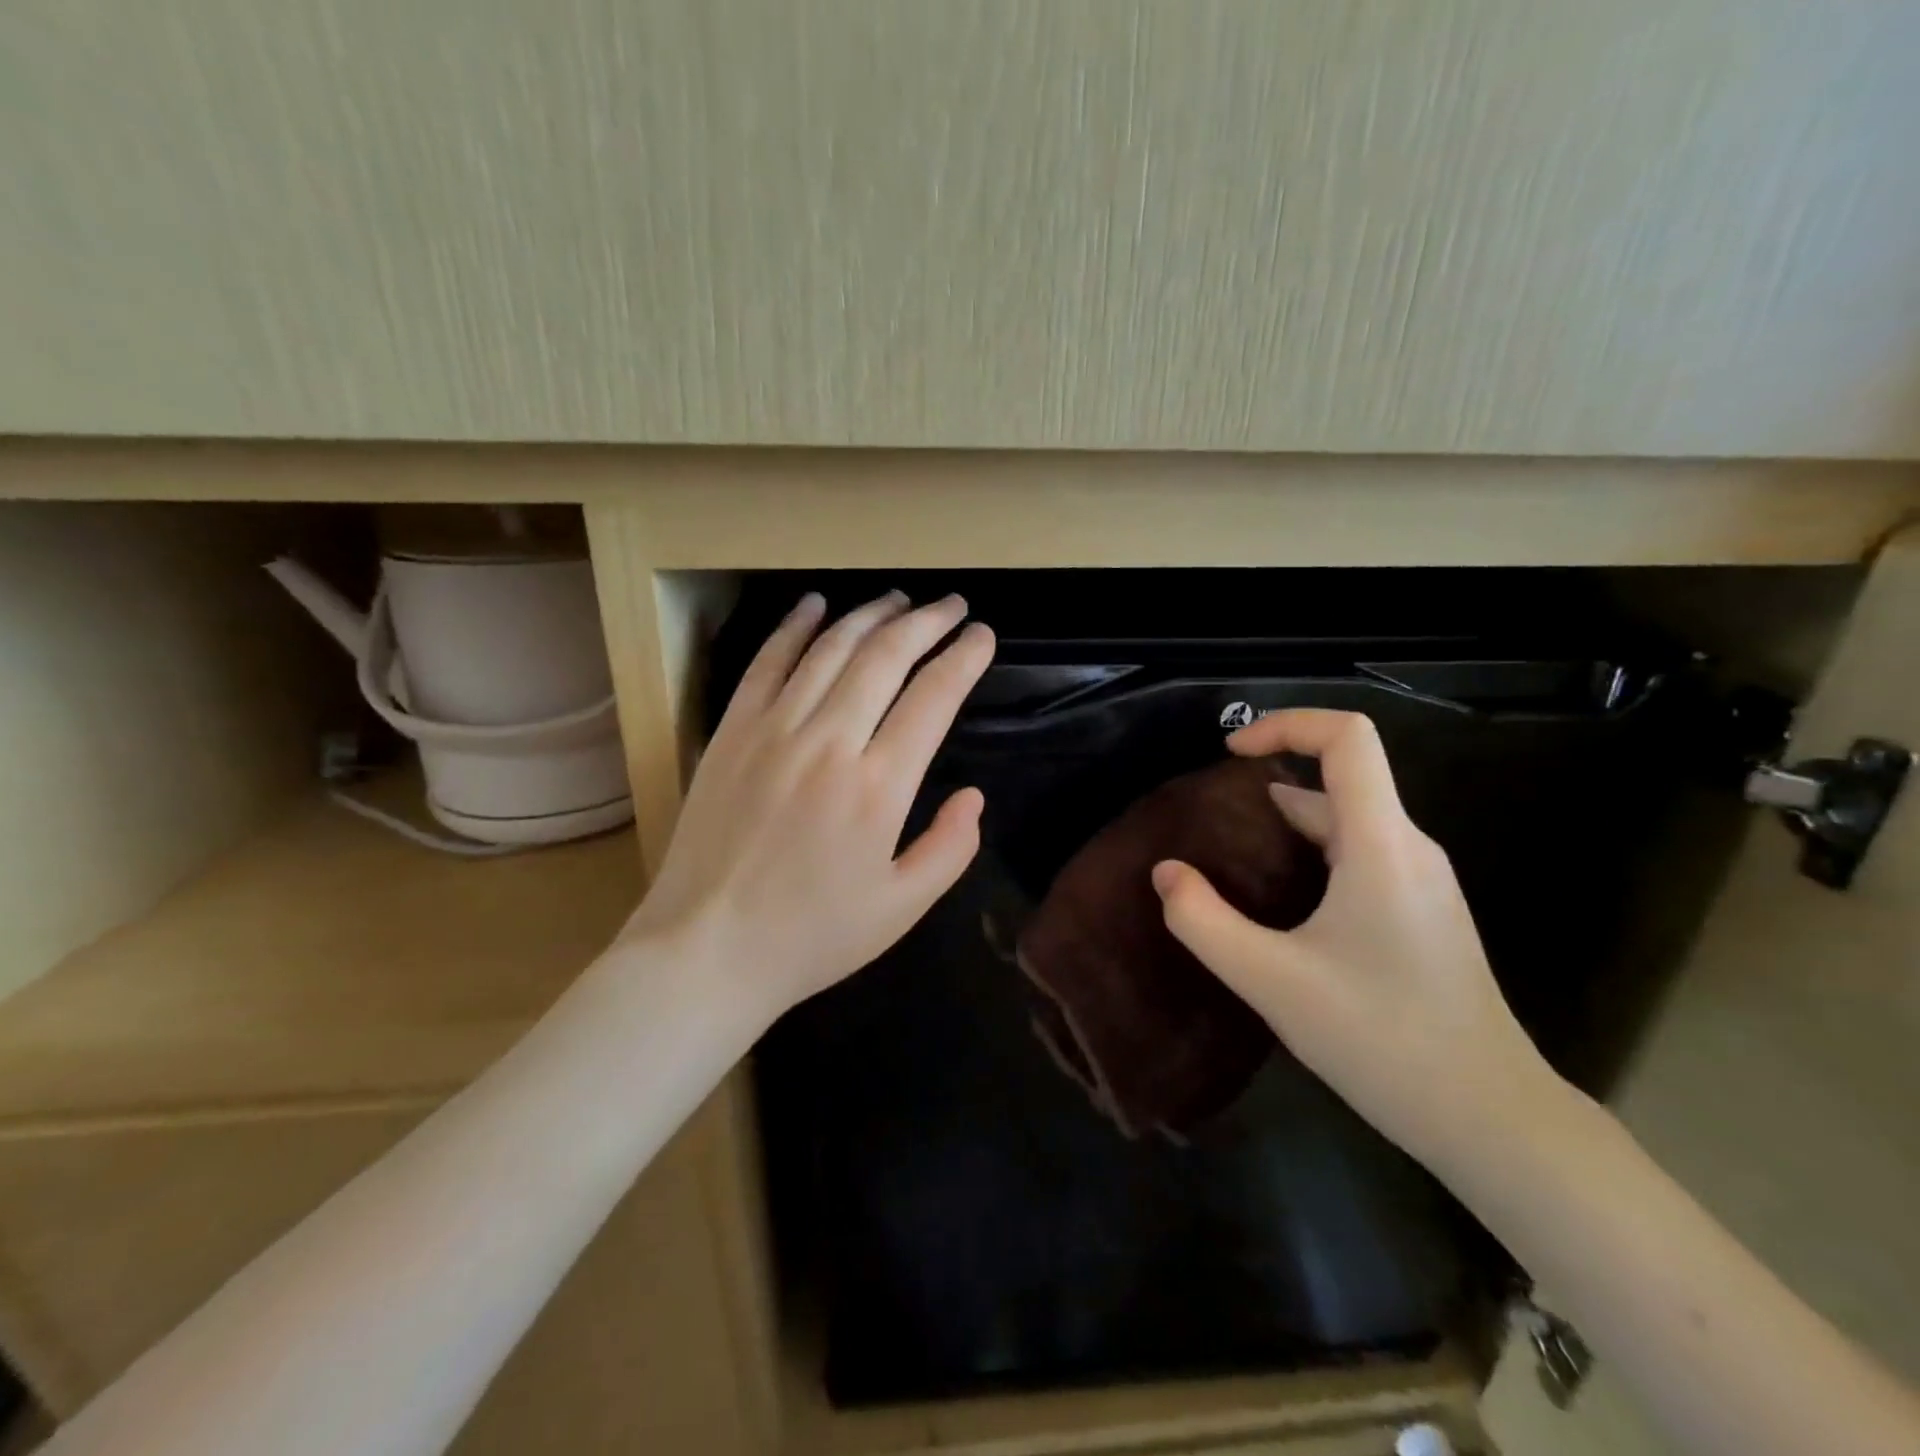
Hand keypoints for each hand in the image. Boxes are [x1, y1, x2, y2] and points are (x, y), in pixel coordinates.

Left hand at [624, 591, 994, 1025]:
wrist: (706, 949)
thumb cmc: (812, 936)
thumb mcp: (902, 909)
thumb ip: (950, 848)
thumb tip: (973, 795)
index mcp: (878, 787)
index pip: (933, 697)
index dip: (964, 658)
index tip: (983, 636)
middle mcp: (829, 742)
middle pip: (885, 656)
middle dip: (927, 622)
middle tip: (952, 606)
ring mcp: (773, 730)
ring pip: (830, 648)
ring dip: (870, 615)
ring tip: (898, 599)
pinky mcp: (732, 732)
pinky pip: (767, 663)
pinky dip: (794, 627)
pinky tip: (815, 604)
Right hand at [1151, 708, 1563, 1175]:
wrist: (1489, 1117)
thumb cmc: (1381, 1039)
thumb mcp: (1270, 980)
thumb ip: (1204, 922)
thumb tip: (1166, 874)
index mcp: (1381, 845)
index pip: (1348, 739)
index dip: (1287, 724)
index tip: (1230, 752)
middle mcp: (1408, 847)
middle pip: (1342, 777)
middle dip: (1271, 778)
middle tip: (1211, 817)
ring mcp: (1421, 881)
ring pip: (1348, 819)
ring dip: (1287, 822)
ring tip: (1232, 856)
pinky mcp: (1421, 911)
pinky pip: (1360, 853)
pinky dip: (1311, 852)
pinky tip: (1280, 900)